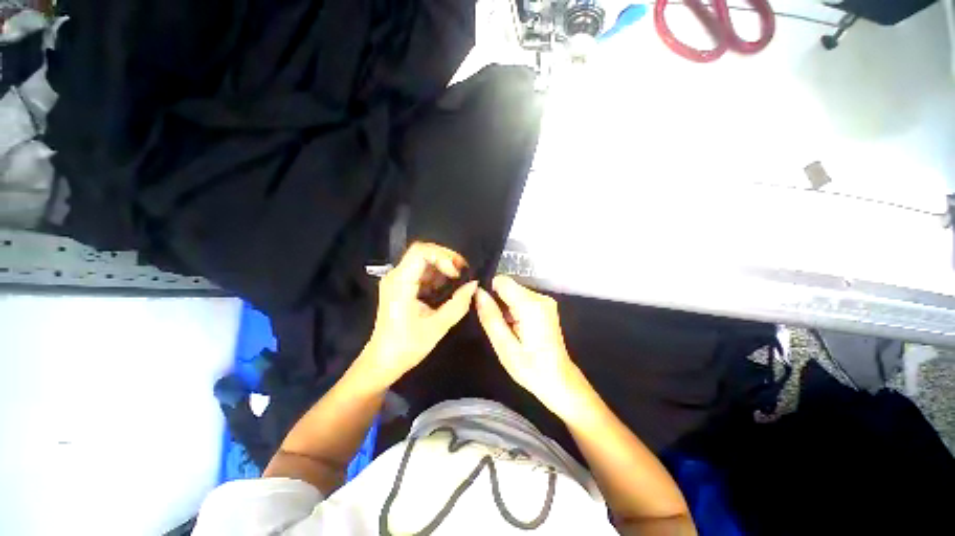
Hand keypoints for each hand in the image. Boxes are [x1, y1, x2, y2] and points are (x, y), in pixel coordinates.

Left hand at [358, 242, 477, 390]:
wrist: (383, 361)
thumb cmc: (407, 346)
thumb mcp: (437, 326)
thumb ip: (458, 304)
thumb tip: (474, 285)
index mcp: (400, 283)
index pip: (421, 252)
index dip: (443, 257)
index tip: (457, 273)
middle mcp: (396, 276)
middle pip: (423, 253)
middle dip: (446, 259)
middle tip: (464, 272)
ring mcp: (398, 280)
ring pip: (423, 261)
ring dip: (443, 267)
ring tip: (459, 280)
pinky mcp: (401, 287)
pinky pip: (421, 272)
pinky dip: (437, 276)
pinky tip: (448, 288)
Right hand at [475, 275, 583, 417]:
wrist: (560, 381)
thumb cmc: (531, 369)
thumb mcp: (505, 347)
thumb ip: (490, 317)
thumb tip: (478, 292)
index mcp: (531, 305)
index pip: (501, 281)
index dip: (488, 291)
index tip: (483, 309)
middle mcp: (540, 297)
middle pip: (508, 286)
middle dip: (497, 301)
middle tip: (496, 326)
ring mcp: (545, 301)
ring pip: (513, 293)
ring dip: (505, 307)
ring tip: (506, 330)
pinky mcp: (545, 306)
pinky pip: (521, 299)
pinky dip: (513, 310)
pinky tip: (515, 328)